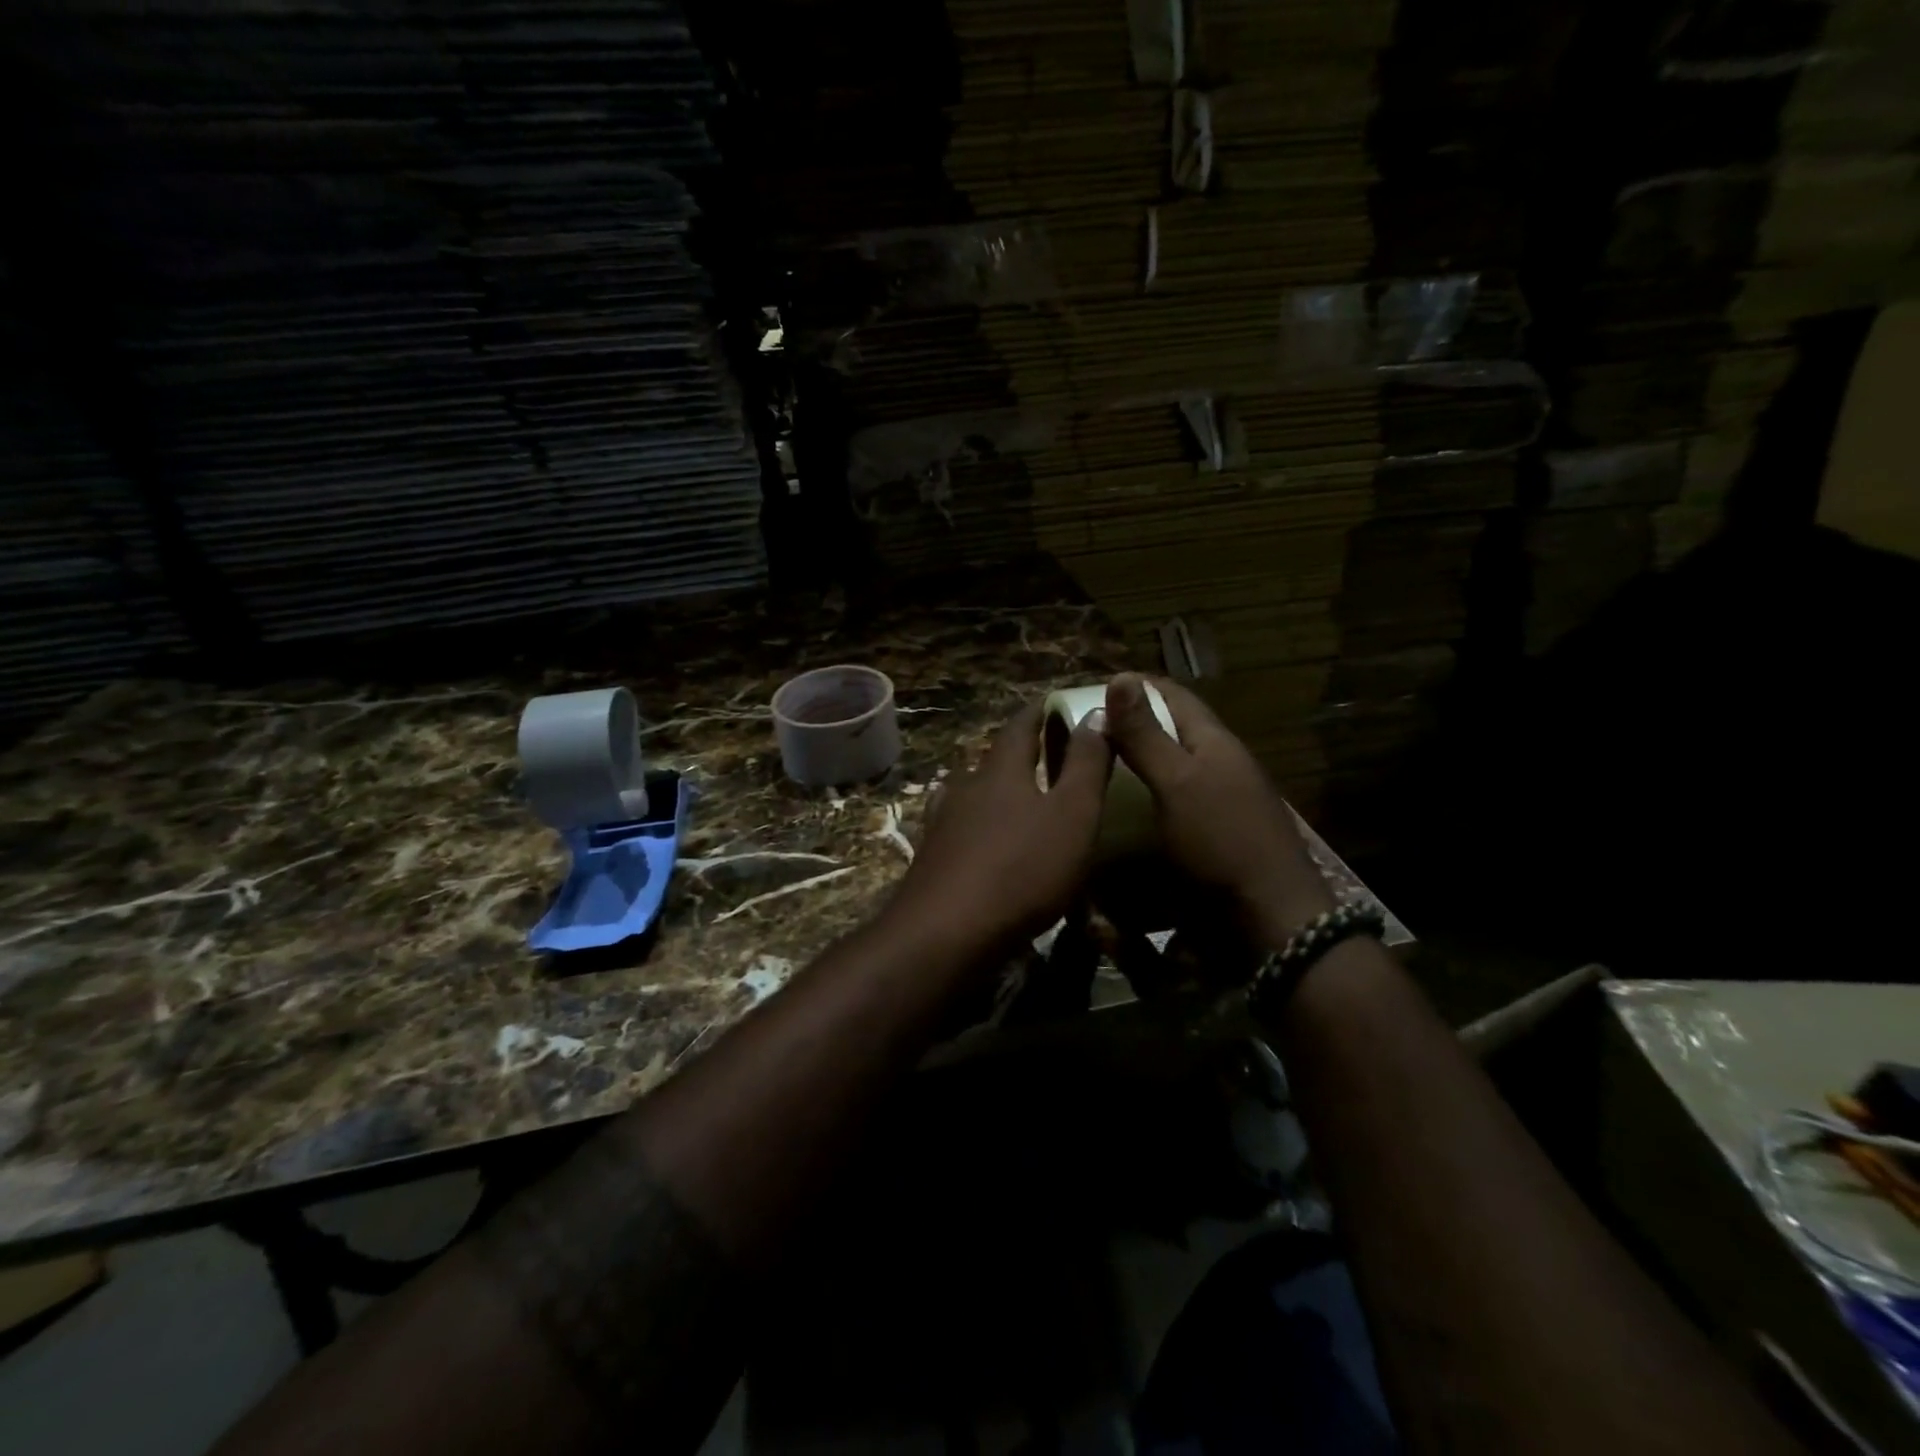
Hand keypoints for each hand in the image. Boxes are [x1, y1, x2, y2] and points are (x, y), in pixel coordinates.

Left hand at [887, 702, 1112, 952]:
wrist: (946, 933)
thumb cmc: (1021, 869)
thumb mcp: (1072, 814)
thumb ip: (1086, 764)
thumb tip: (1094, 713)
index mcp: (1001, 770)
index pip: (1020, 725)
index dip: (1040, 712)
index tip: (1057, 704)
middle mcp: (966, 786)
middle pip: (995, 758)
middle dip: (1021, 752)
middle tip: (1049, 753)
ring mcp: (943, 822)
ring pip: (975, 793)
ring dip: (998, 789)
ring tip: (1023, 797)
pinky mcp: (932, 857)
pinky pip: (963, 827)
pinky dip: (982, 824)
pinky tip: (988, 841)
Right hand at [1102, 673, 1333, 945]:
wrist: (1270, 917)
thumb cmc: (1221, 841)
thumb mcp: (1177, 782)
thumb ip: (1146, 735)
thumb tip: (1120, 677)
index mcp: (1214, 741)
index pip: (1172, 694)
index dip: (1134, 686)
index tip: (1089, 690)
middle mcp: (1219, 764)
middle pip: (1170, 731)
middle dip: (1129, 727)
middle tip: (1080, 736)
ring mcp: (1218, 801)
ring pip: (1169, 769)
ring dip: (1134, 766)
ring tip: (1092, 772)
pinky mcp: (1212, 835)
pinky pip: (1169, 805)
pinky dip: (1143, 801)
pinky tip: (1118, 813)